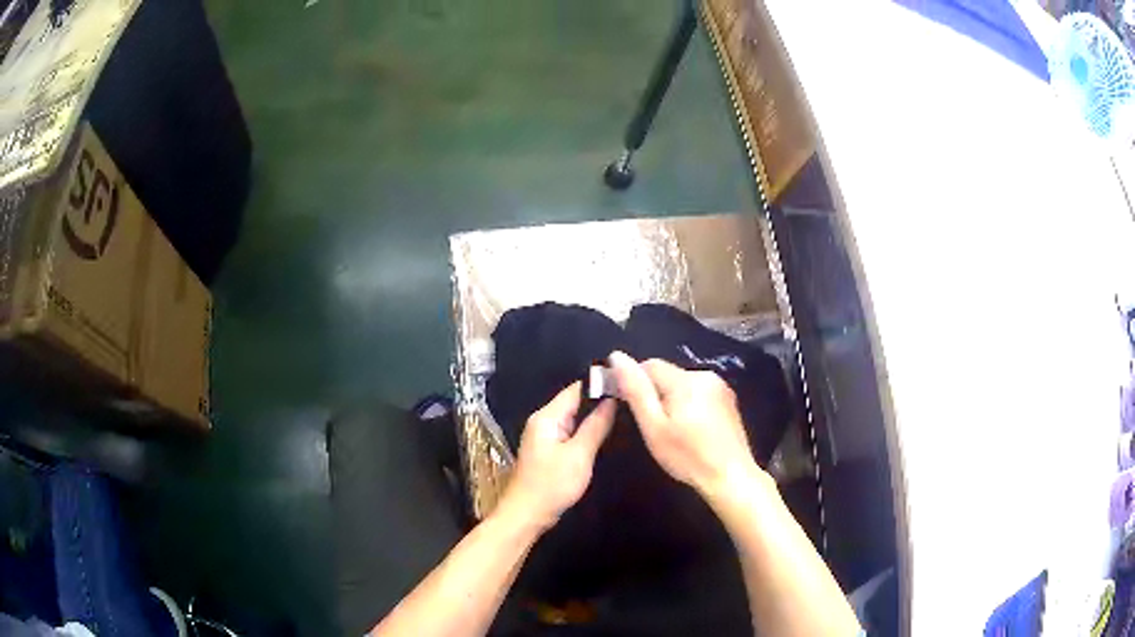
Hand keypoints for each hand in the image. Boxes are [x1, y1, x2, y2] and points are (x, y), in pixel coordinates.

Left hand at [495, 382, 615, 532]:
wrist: (527, 515)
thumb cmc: (552, 484)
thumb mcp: (579, 455)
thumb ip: (596, 426)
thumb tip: (612, 400)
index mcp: (547, 417)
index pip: (576, 389)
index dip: (601, 384)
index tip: (627, 384)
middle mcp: (544, 421)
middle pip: (575, 402)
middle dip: (601, 401)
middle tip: (631, 401)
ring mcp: (546, 436)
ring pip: (575, 418)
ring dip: (595, 417)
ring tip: (625, 415)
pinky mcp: (550, 450)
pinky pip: (571, 433)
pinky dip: (587, 432)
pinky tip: (606, 435)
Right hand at [609, 351, 761, 495]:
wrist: (730, 477)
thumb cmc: (687, 456)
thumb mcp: (654, 427)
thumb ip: (636, 390)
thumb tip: (617, 357)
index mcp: (686, 380)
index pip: (650, 365)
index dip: (635, 381)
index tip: (630, 406)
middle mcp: (705, 375)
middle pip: (668, 374)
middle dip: (656, 394)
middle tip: (654, 426)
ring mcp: (720, 387)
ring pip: (683, 384)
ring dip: (672, 400)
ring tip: (673, 431)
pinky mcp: (728, 400)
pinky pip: (699, 394)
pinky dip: (689, 405)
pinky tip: (691, 430)